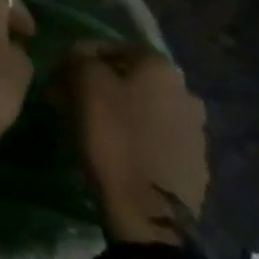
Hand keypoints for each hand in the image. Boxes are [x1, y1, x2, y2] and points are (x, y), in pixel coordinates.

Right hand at [49, 42, 206, 243]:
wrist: (148, 212)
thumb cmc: (113, 139)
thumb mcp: (84, 86)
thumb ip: (80, 58)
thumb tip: (80, 54)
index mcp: (161, 68)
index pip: (115, 47)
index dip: (84, 57)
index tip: (62, 76)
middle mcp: (186, 91)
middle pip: (133, 78)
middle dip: (103, 86)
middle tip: (74, 103)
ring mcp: (196, 130)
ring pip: (147, 108)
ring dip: (123, 112)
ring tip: (95, 131)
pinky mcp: (196, 164)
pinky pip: (158, 139)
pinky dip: (138, 138)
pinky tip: (119, 153)